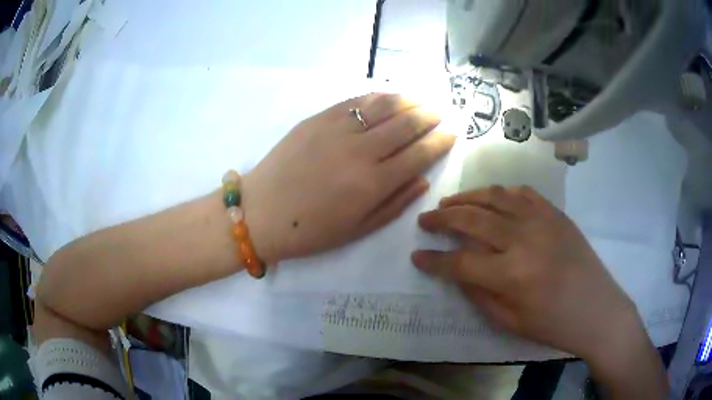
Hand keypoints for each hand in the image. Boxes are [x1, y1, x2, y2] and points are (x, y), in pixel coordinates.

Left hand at [243, 93, 455, 263]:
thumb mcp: (358, 229)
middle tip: (443, 111)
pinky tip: (389, 96)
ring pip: (385, 106)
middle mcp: (361, 151)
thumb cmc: (311, 230)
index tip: (453, 132)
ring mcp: (338, 129)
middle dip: (431, 115)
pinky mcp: (318, 118)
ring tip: (423, 99)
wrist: (261, 212)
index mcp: (374, 184)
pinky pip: (356, 101)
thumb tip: (423, 179)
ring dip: (410, 100)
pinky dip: (378, 96)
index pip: (420, 154)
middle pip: (407, 124)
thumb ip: (395, 204)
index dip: (441, 141)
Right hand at [412, 186, 642, 362]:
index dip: (433, 260)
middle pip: (472, 220)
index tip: (417, 255)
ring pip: (495, 197)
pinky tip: (490, 198)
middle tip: (425, 220)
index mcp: (511, 275)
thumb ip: (479, 294)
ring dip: (467, 197)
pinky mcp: (556, 214)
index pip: (459, 263)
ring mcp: (542, 221)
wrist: (597, 309)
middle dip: (442, 219)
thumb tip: (457, 271)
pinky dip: (501, 192)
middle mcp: (524, 240)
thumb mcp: (509, 322)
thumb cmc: (553, 325)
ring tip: (449, 202)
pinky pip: (522, 193)